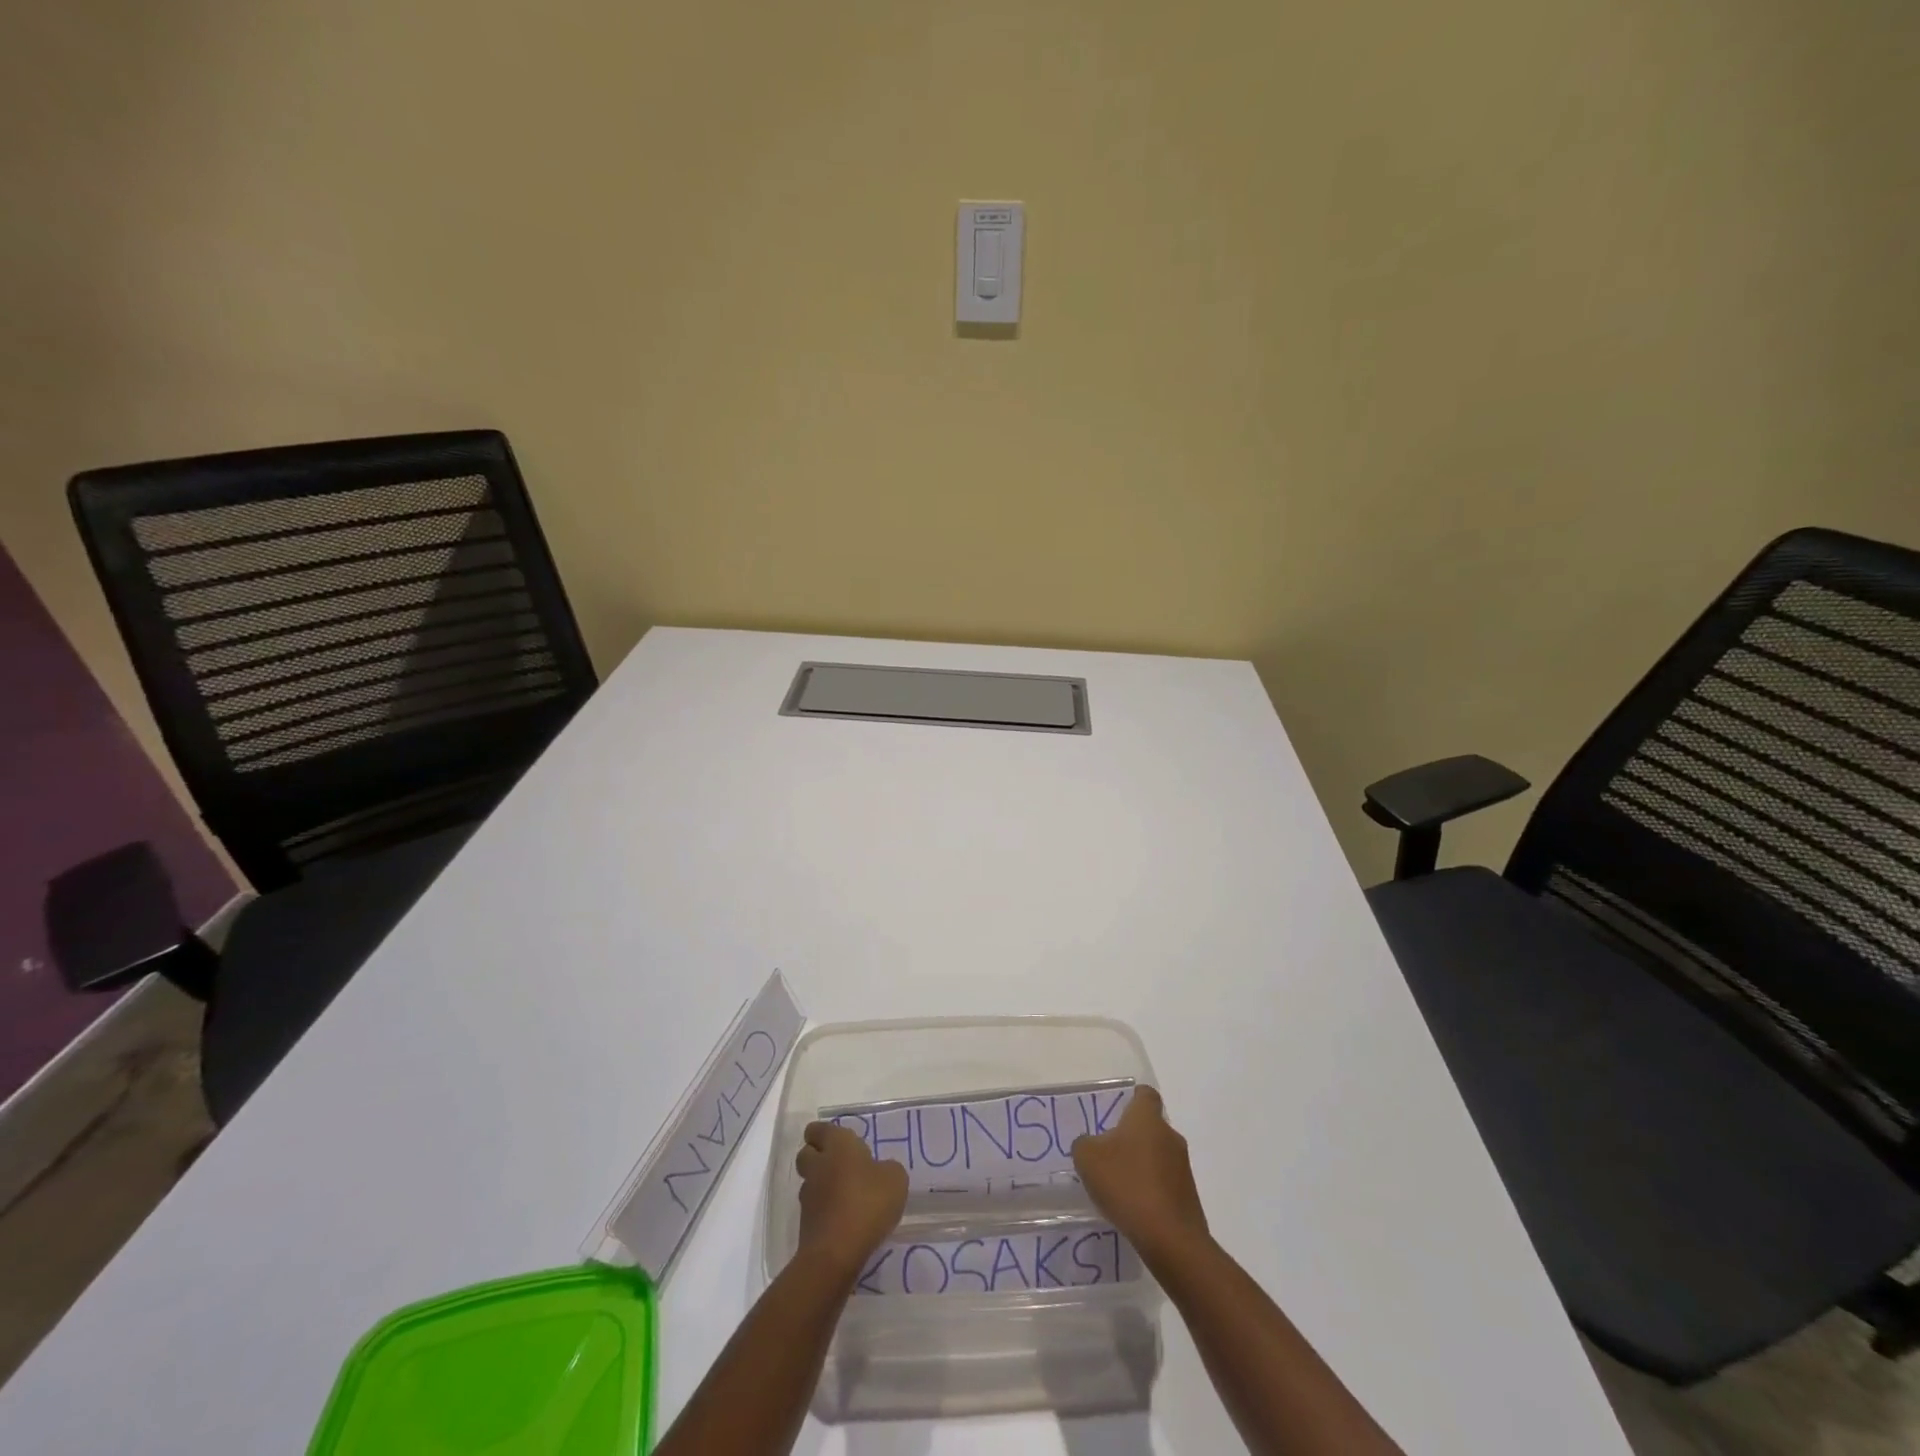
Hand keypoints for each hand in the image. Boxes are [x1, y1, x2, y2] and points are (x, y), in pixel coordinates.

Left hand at [795, 1121, 908, 1280]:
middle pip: (807, 1153)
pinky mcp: (806, 1225)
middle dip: (818, 1155)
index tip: (839, 1140)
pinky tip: (843, 1218)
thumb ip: (888, 1169)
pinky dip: (824, 1209)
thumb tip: (880, 1171)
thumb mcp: (895, 1179)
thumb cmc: (868, 1203)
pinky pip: (814, 1208)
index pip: (819, 1129)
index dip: (825, 1133)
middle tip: (840, 1164)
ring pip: (810, 1181)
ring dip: (821, 1184)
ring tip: (844, 1194)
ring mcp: (808, 1196)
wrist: (836, 1254)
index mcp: (837, 1145)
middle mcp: (818, 1166)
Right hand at [1071, 1086, 1208, 1266]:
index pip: (1145, 1094)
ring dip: (1141, 1165)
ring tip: (1119, 1186)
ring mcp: (1183, 1167)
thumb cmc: (1127, 1184)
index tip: (1117, 1111)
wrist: (1170, 1238)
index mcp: (1147, 1118)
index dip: (1132, 1099)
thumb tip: (1091, 1144)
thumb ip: (1084, 1143)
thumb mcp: (1088, 1158)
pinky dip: (1151, 1189)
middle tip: (1108, 1154)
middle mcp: (1170, 1136)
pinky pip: (1165, 1183)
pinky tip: (1134, 1208)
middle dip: (1132, 1137)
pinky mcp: (1188, 1196)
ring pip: (1158, 1155)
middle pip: (1150, 1127)